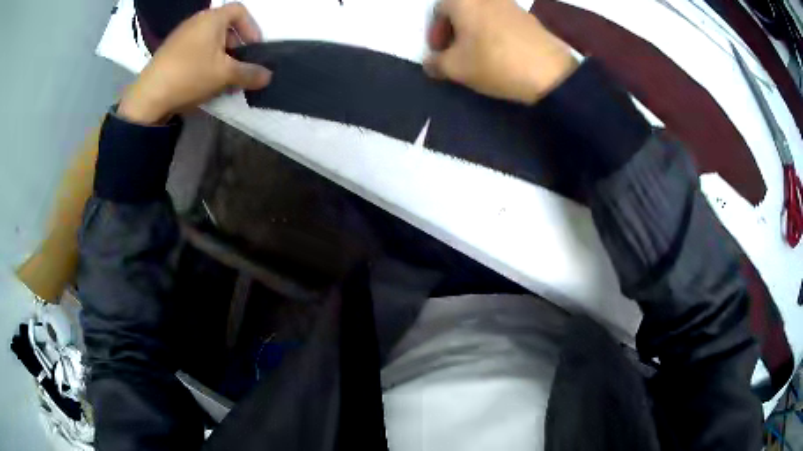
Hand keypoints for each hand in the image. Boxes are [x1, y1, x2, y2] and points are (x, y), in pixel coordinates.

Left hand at [119, 3, 271, 123]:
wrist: (148, 97)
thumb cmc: (190, 75)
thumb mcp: (225, 75)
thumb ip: (250, 73)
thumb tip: (268, 76)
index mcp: (212, 18)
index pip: (240, 11)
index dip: (251, 28)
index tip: (253, 49)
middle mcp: (196, 21)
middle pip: (224, 27)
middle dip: (236, 46)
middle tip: (238, 67)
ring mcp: (180, 36)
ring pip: (209, 41)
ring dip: (220, 57)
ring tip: (221, 79)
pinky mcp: (169, 52)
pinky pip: (194, 50)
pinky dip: (204, 61)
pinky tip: (202, 82)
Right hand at [425, 0, 576, 103]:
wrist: (549, 72)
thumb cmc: (494, 62)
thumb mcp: (456, 68)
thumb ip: (435, 63)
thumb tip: (431, 63)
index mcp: (463, 0)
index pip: (438, 11)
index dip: (434, 33)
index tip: (440, 53)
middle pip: (460, 10)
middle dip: (454, 31)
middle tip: (456, 53)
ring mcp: (510, 4)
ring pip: (481, 15)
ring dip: (473, 32)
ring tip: (477, 55)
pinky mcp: (528, 16)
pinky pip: (500, 20)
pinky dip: (493, 32)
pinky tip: (499, 52)